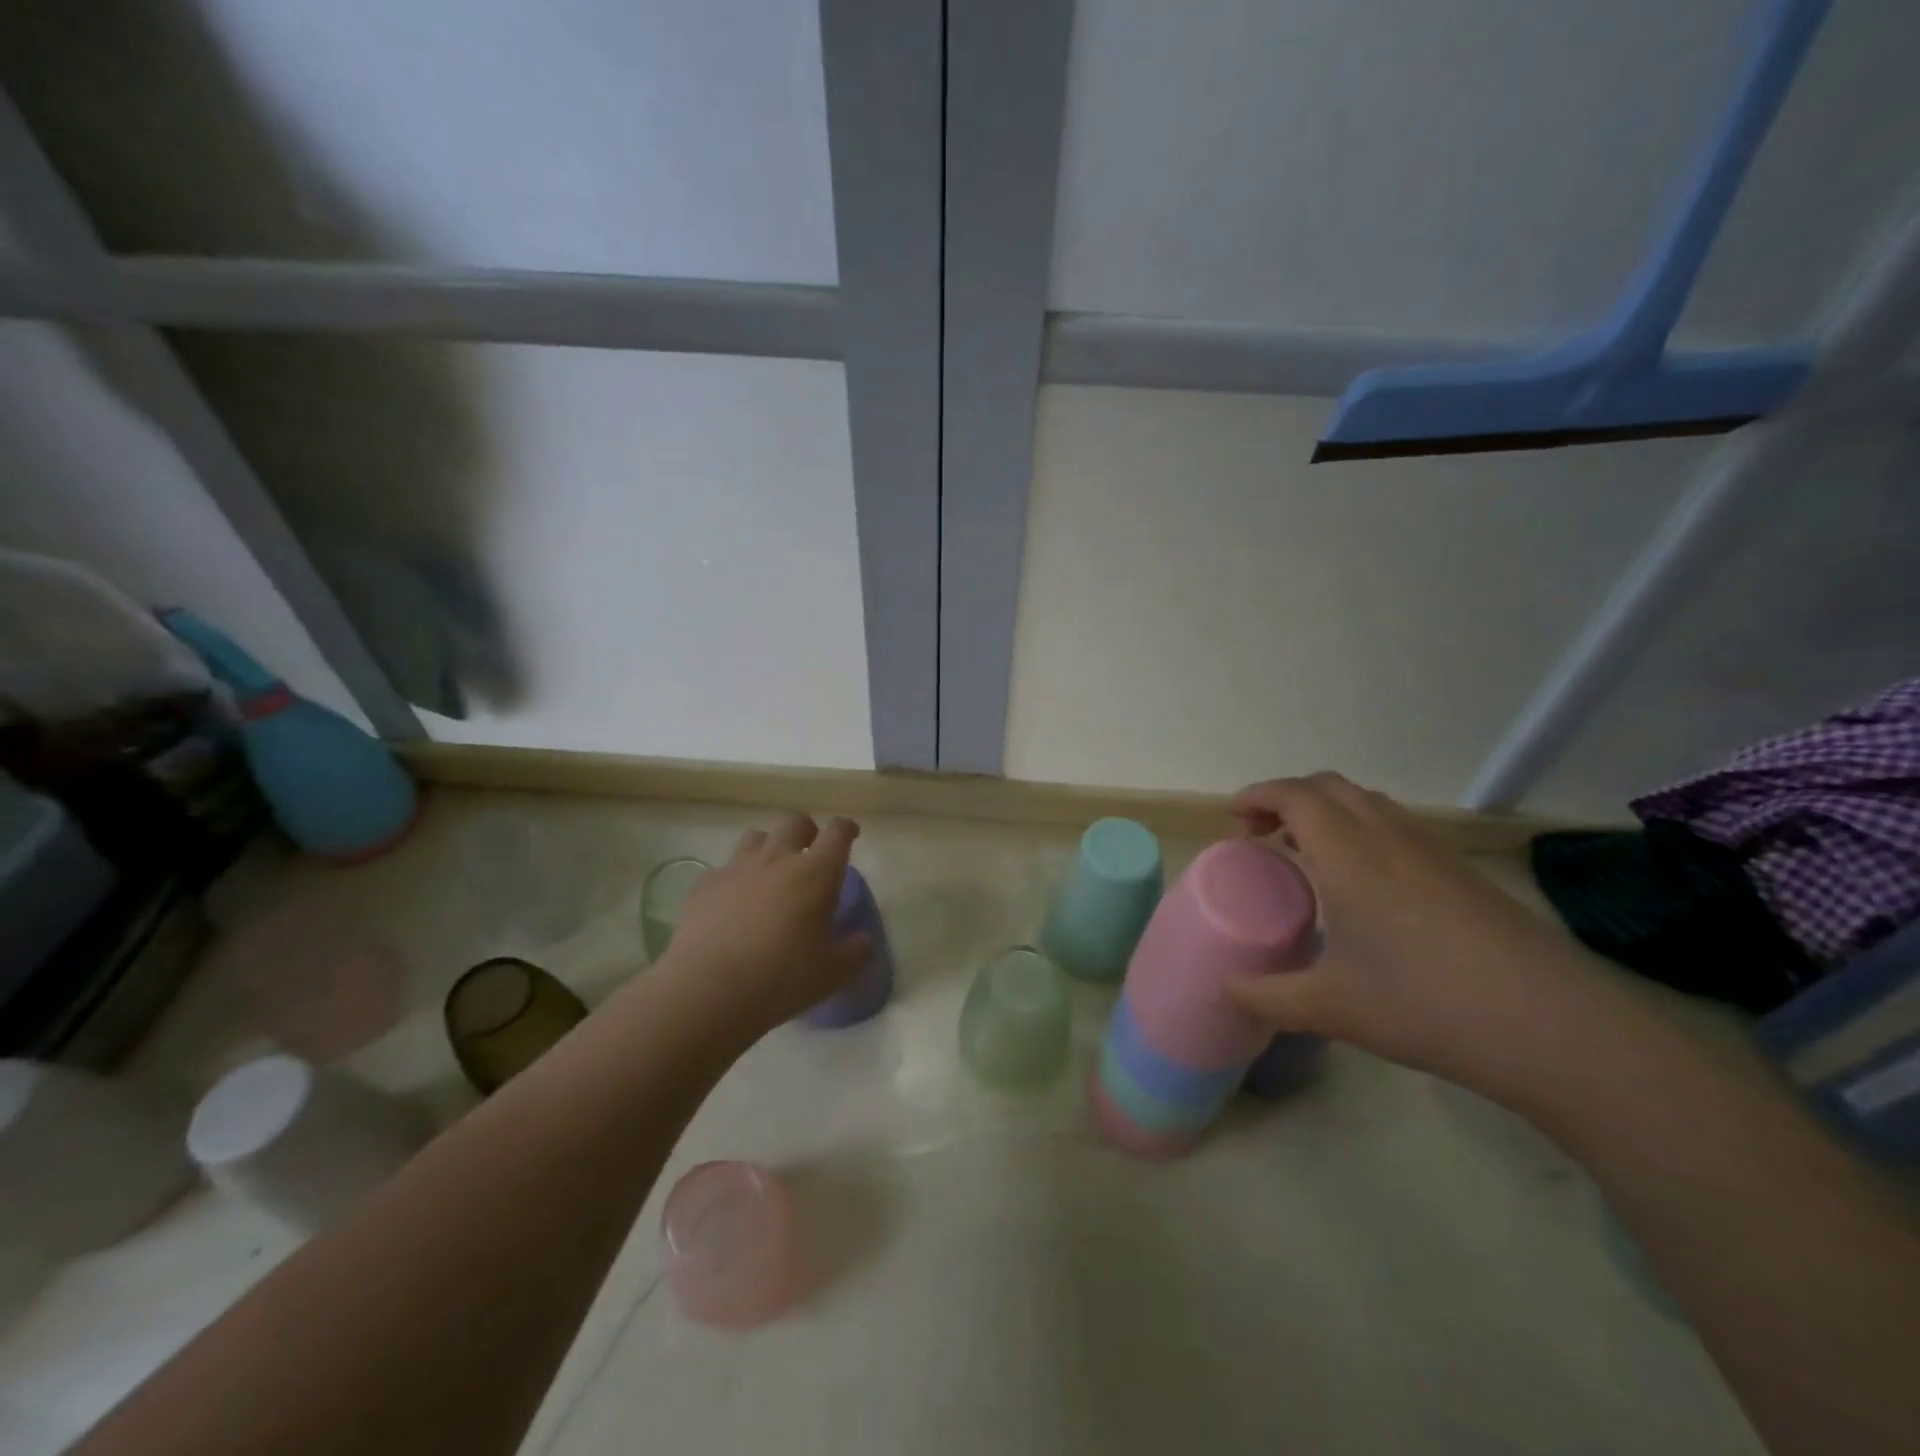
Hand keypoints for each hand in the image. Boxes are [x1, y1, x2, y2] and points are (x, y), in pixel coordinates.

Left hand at [653, 814, 871, 1036]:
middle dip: (807, 830)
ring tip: (771, 872)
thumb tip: (863, 939)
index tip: (850, 836)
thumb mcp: (832, 973)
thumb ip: (854, 952)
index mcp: (816, 874)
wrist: (706, 990)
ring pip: (757, 836)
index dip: (846, 829)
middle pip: (795, 822)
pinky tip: (734, 901)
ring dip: (770, 846)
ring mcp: (737, 868)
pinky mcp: (705, 885)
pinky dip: (736, 876)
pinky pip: (725, 867)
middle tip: (810, 852)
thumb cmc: (780, 979)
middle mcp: (777, 859)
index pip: (837, 832)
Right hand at [1223, 773, 1618, 1102]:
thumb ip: (1266, 997)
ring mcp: (1433, 851)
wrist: (1554, 1027)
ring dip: (1328, 812)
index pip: (1294, 796)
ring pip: (1368, 803)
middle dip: (1288, 798)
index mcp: (1348, 853)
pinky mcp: (1463, 873)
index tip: (1233, 818)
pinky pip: (1397, 827)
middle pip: (1329, 786)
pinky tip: (1366, 886)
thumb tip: (1225, 991)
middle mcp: (1389, 836)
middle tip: (1265, 836)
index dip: (1256, 795)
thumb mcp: (1330, 1008)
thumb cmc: (1426, 1004)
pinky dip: (1362, 831)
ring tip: (1309, 854)